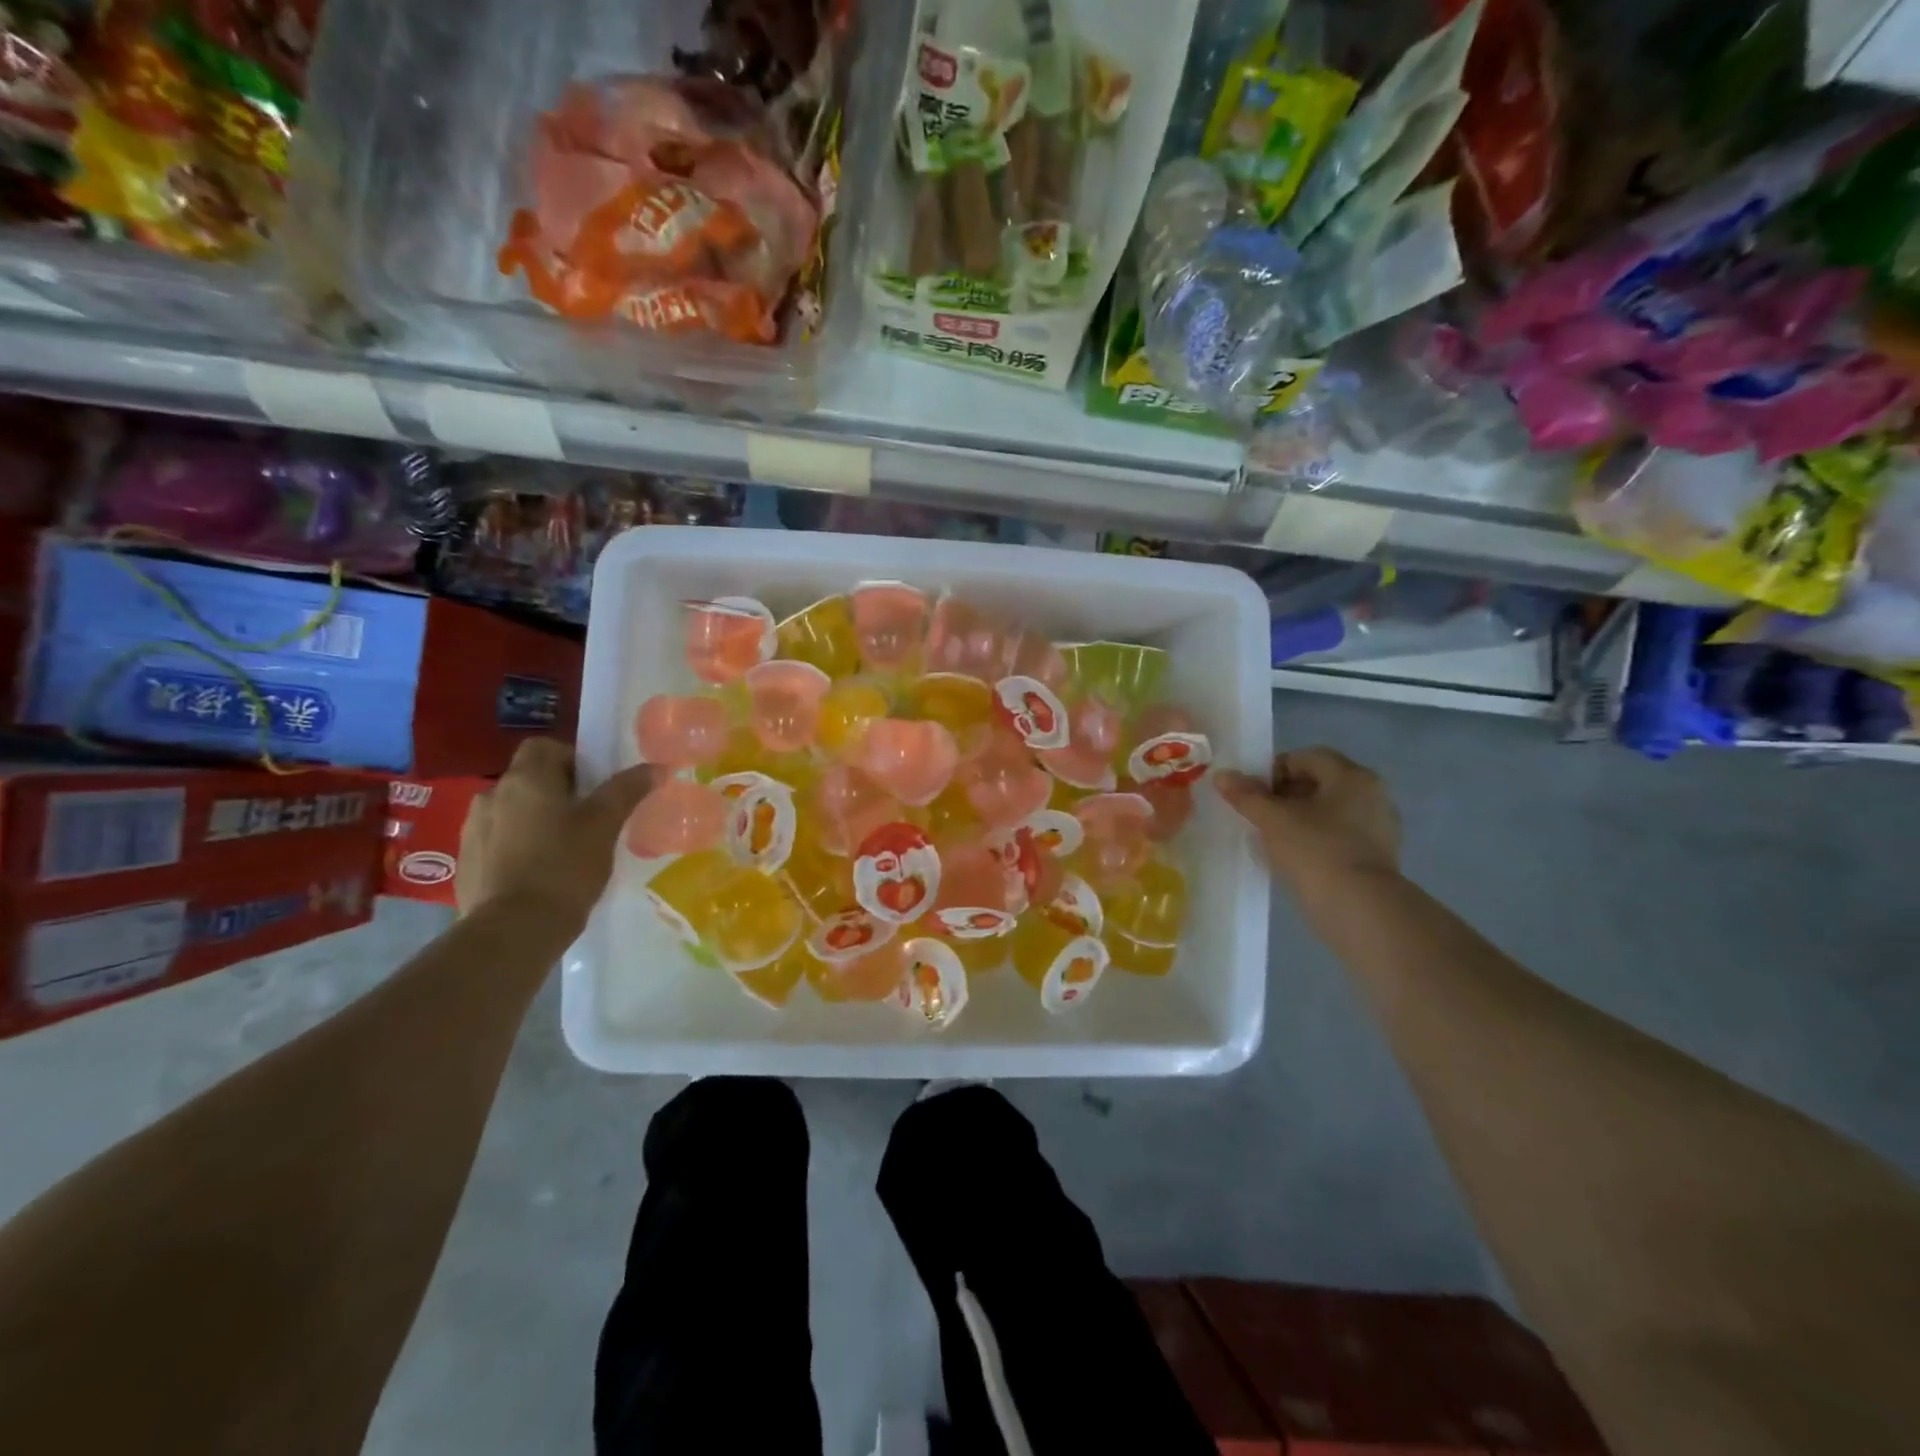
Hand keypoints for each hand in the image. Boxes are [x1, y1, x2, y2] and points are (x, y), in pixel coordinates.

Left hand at [457, 739, 655, 929]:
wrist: (514, 930)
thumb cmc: (565, 866)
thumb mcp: (605, 825)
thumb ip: (627, 790)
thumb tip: (656, 766)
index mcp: (525, 779)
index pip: (544, 746)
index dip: (572, 759)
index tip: (595, 787)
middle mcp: (491, 795)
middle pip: (529, 779)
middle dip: (557, 793)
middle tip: (587, 820)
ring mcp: (472, 830)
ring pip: (512, 811)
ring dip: (534, 820)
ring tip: (562, 849)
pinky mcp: (466, 863)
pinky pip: (497, 841)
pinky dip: (517, 848)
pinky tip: (538, 874)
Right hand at [1217, 748, 1401, 896]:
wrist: (1359, 909)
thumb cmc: (1315, 851)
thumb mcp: (1273, 820)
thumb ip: (1246, 795)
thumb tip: (1222, 775)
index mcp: (1351, 776)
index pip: (1305, 757)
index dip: (1272, 770)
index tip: (1252, 794)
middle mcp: (1372, 793)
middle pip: (1318, 782)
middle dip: (1284, 795)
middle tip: (1259, 816)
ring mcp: (1379, 826)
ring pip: (1329, 810)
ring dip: (1299, 818)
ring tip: (1274, 838)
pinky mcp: (1378, 855)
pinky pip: (1340, 835)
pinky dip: (1317, 839)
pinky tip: (1297, 857)